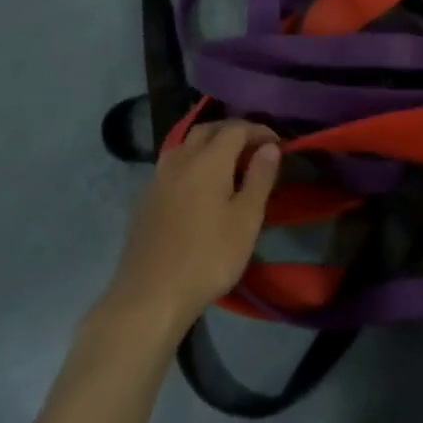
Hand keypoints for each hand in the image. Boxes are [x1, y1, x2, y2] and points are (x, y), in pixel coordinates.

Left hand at [103, 120, 280, 333]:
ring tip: (228, 162)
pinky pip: (173, 165)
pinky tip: (198, 185)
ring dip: (209, 144)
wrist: (151, 294)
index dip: (258, 130)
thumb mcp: (246, 220)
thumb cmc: (208, 257)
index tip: (276, 143)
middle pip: (207, 130)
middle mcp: (180, 159)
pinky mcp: (146, 197)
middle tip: (253, 146)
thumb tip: (270, 147)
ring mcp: (158, 177)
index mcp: (208, 160)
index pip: (235, 129)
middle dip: (232, 131)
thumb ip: (259, 178)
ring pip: (186, 145)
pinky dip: (192, 162)